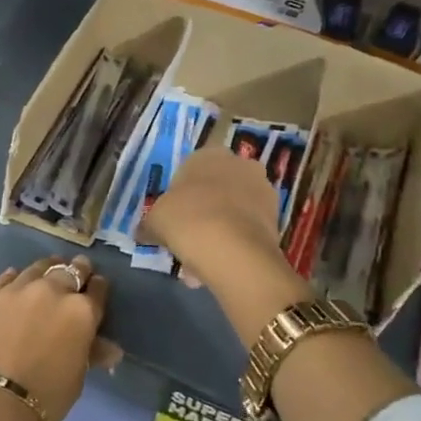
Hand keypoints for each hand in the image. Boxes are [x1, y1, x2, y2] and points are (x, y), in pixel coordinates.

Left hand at [0, 255, 109, 420]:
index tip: (97, 287)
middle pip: (69, 270)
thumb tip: (111, 350)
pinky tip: (14, 283)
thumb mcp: (77, 376)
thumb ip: (92, 352)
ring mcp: (16, 290)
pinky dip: (14, 280)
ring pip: (37, 268)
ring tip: (46, 273)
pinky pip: (6, 279)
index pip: (97, 290)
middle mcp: (51, 291)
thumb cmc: (46, 396)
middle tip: (76, 271)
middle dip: (76, 270)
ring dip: (46, 270)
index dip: (98, 288)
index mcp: (81, 311)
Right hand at [140, 146, 290, 288]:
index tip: (172, 218)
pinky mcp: (277, 217)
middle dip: (202, 212)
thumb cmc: (186, 220)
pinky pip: (247, 228)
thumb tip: (143, 232)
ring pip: (232, 211)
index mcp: (207, 155)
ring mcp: (262, 189)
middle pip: (215, 189)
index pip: (190, 169)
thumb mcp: (155, 221)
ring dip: (218, 230)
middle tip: (187, 238)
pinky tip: (218, 265)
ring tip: (201, 261)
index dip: (179, 196)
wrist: (232, 249)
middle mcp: (239, 164)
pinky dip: (234, 243)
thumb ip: (149, 224)